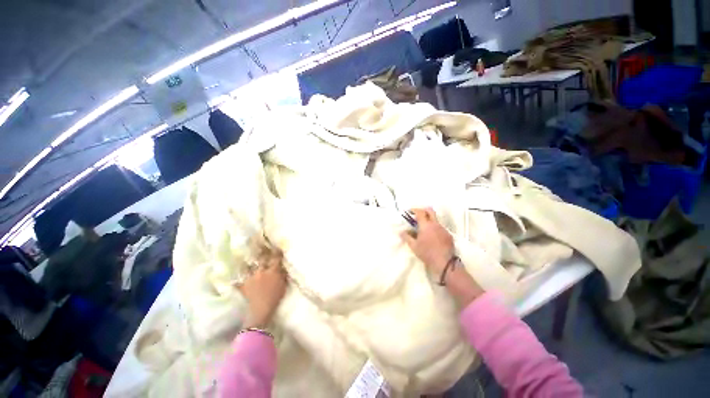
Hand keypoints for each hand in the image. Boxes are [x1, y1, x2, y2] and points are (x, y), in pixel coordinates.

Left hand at [238, 246, 287, 328]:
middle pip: (263, 259)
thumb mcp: (283, 285)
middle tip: (265, 250)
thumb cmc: (275, 297)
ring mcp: (251, 277)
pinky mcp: (244, 285)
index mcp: (272, 271)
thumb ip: (282, 274)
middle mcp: (261, 271)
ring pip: (251, 266)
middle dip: (265, 255)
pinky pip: (240, 279)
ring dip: (253, 263)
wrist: (261, 310)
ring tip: (251, 260)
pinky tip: (235, 277)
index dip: (277, 252)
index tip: (278, 248)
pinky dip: (239, 278)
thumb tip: (282, 266)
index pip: (276, 258)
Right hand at [400, 208, 482, 305]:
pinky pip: (440, 228)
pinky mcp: (448, 235)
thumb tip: (402, 232)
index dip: (414, 210)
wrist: (444, 263)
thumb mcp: (414, 246)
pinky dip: (434, 228)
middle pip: (430, 211)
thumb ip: (407, 237)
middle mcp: (435, 224)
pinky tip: (431, 236)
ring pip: (435, 220)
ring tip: (423, 228)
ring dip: (429, 220)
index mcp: (426, 225)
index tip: (409, 211)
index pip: (420, 212)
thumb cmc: (426, 253)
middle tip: (417, 215)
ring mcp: (443, 229)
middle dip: (423, 210)